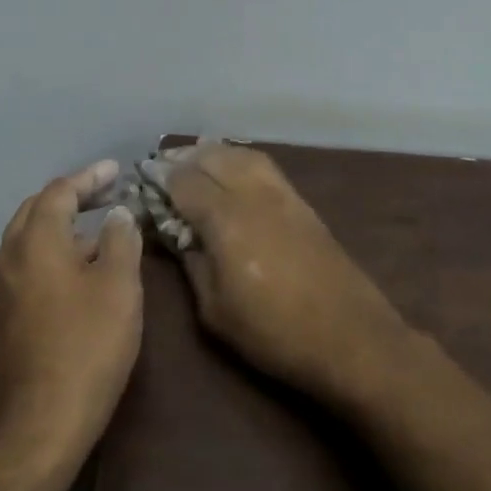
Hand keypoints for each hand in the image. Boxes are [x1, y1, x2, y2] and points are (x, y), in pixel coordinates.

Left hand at [0, 159, 143, 468]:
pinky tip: (80, 270)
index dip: (89, 177)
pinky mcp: (4, 316)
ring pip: (30, 239)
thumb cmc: (86, 348)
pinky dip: (54, 252)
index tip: (116, 169)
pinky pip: (28, 265)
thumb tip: (117, 214)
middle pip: (37, 210)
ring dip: (63, 226)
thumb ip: (120, 241)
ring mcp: (2, 289)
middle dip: (72, 196)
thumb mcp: (119, 288)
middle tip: (107, 192)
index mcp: (35, 242)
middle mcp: (9, 257)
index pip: (60, 192)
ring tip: (100, 229)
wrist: (39, 424)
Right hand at [162, 143, 413, 408]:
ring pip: (240, 154)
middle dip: (182, 160)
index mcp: (225, 219)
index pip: (183, 181)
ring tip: (194, 166)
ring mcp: (282, 194)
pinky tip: (232, 175)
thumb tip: (176, 232)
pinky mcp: (302, 202)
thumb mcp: (215, 310)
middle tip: (163, 172)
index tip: (141, 185)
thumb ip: (192, 262)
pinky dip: (239, 160)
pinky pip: (263, 166)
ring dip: (213, 154)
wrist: (349, 336)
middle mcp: (253, 194)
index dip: (158, 180)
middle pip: (211, 156)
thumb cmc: (273, 333)